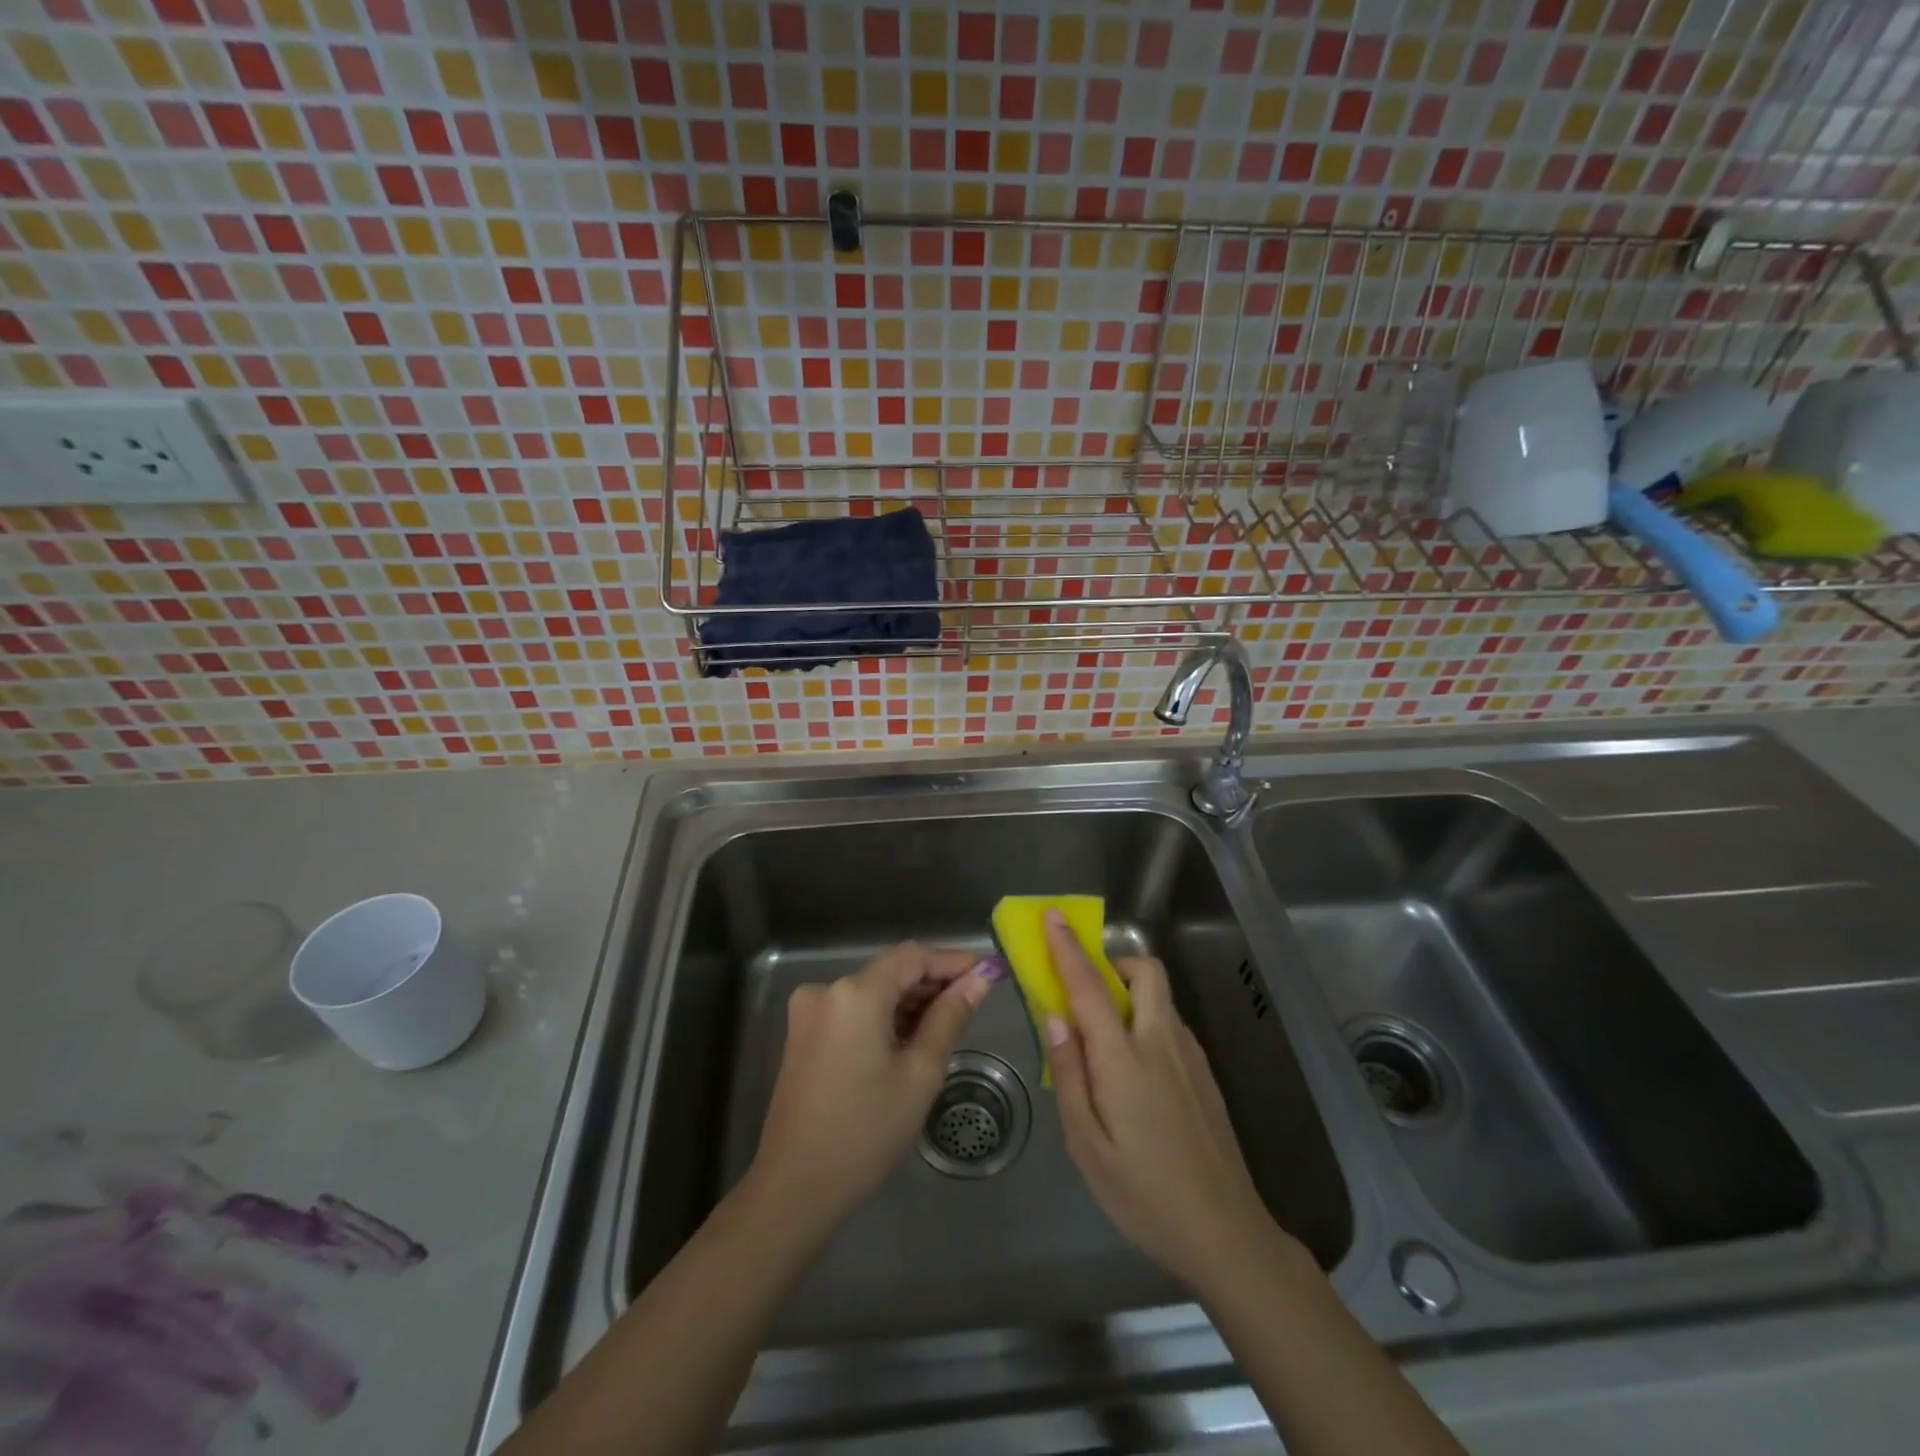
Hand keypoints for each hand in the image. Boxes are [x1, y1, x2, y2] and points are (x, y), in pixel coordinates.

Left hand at [749, 942, 990, 1237]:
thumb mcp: (920, 1074)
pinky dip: (883, 1017)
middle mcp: (826, 989)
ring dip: (909, 1001)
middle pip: (890, 971)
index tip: (986, 971)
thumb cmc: (866, 1133)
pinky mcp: (803, 1034)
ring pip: (872, 991)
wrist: (795, 1190)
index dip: (951, 960)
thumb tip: (980, 979)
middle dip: (932, 982)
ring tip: (948, 1023)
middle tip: (974, 1001)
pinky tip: (910, 1038)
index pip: (913, 956)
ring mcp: (810, 1012)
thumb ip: (950, 1017)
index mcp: (855, 993)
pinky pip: (853, 1010)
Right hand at [1041, 911, 1277, 1292]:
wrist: (1226, 1234)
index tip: (1053, 917)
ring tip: (1105, 1047)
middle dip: (1113, 964)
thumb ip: (1068, 1074)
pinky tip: (1136, 1078)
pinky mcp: (1206, 1075)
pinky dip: (1146, 1024)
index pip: (1090, 987)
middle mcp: (1162, 1043)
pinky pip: (1170, 1026)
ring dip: (1129, 996)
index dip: (1068, 948)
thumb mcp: (1087, 1146)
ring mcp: (1191, 1057)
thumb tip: (1054, 1017)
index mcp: (1125, 1059)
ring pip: (1159, 999)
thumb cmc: (1144, 1195)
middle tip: (1087, 994)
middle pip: (1144, 972)